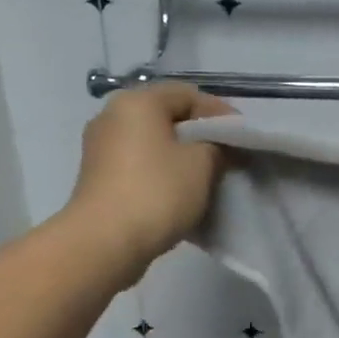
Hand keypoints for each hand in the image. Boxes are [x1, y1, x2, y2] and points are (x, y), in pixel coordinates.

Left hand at [65, 83, 235, 283]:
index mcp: (137, 102)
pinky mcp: (97, 178)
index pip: (188, 94)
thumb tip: (217, 147)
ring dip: (180, 156)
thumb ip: (217, 146)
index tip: (242, 137)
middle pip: (167, 117)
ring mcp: (100, 148)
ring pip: (152, 143)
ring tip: (207, 178)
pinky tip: (179, 194)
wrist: (104, 243)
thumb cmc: (157, 192)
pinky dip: (161, 173)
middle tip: (227, 157)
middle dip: (200, 135)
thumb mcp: (203, 163)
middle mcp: (112, 116)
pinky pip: (138, 165)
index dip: (220, 113)